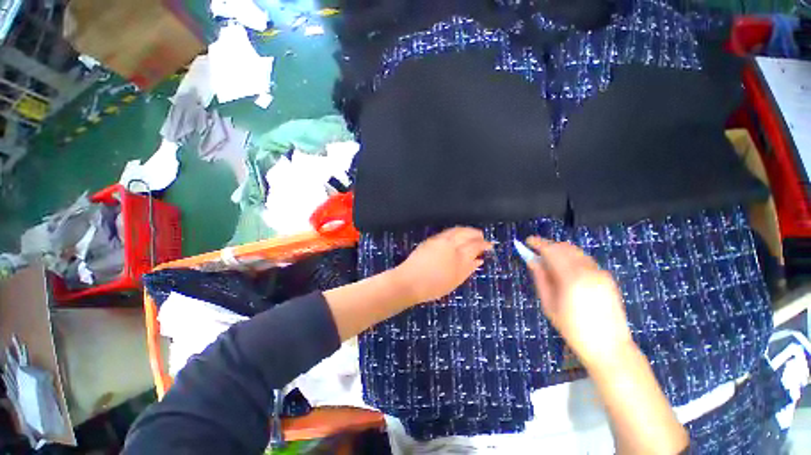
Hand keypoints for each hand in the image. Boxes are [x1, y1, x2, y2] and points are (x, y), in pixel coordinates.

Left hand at [392, 227, 492, 304]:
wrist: (409, 281)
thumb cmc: (433, 286)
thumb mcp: (455, 281)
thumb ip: (468, 269)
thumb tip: (479, 260)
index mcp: (458, 256)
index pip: (475, 245)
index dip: (483, 244)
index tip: (489, 245)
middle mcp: (450, 244)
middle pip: (466, 234)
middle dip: (476, 234)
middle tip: (482, 236)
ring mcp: (439, 240)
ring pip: (457, 230)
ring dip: (466, 230)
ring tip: (472, 233)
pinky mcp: (431, 240)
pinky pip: (447, 232)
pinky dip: (455, 231)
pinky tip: (457, 234)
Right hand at [524, 237, 632, 366]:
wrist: (609, 346)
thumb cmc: (572, 328)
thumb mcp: (549, 304)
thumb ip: (541, 278)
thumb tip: (532, 260)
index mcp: (571, 278)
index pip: (552, 250)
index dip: (538, 243)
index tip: (528, 241)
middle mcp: (588, 271)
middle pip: (565, 247)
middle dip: (549, 246)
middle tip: (536, 252)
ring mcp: (601, 273)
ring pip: (576, 251)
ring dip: (560, 251)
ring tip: (549, 261)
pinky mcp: (607, 277)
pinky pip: (585, 260)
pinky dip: (572, 258)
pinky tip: (566, 269)